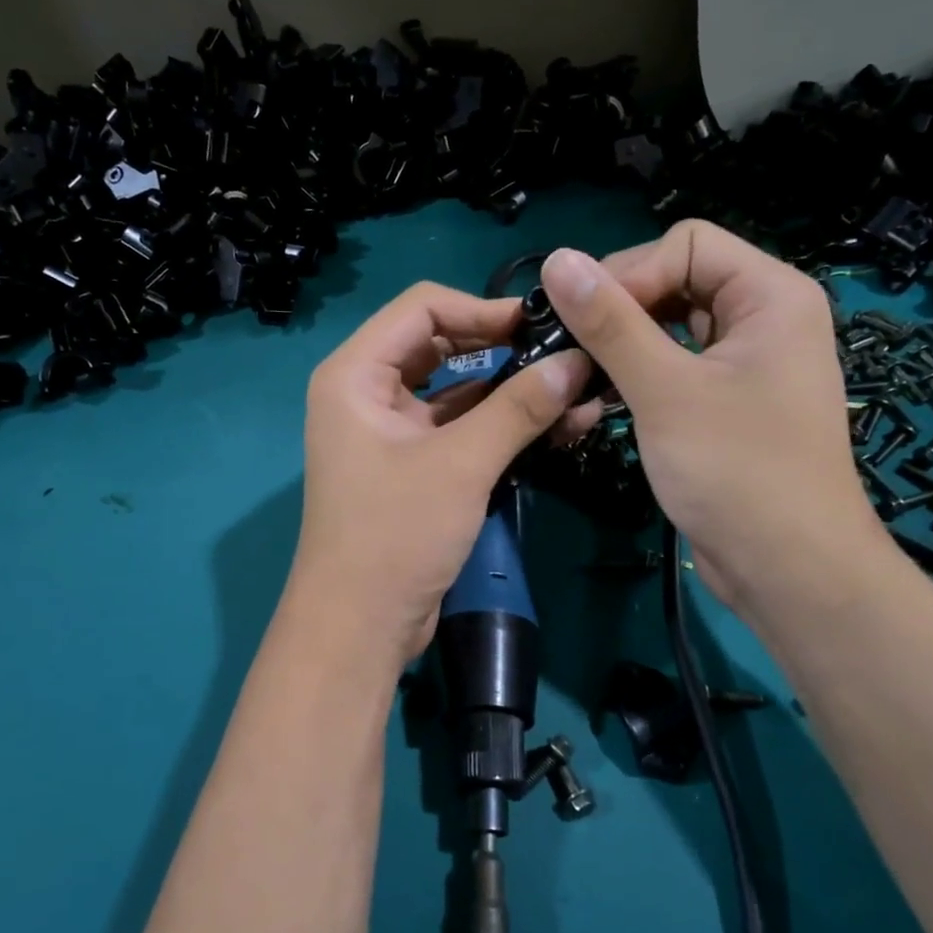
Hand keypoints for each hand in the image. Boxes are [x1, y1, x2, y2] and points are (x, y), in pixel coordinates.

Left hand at [289, 282, 597, 667]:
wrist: (359, 625)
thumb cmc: (395, 534)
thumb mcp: (461, 464)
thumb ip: (519, 408)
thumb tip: (577, 361)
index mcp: (355, 374)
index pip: (421, 307)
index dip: (482, 308)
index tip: (540, 325)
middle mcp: (366, 392)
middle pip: (439, 343)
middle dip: (499, 346)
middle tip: (559, 353)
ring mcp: (389, 430)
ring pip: (453, 389)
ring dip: (507, 389)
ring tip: (571, 390)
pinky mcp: (411, 464)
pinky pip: (457, 427)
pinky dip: (497, 424)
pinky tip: (551, 425)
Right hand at [540, 221, 891, 624]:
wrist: (788, 571)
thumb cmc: (737, 472)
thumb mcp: (665, 390)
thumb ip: (610, 322)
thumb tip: (556, 260)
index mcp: (769, 295)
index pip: (684, 244)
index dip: (630, 275)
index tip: (585, 323)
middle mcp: (761, 318)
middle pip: (673, 282)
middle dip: (617, 314)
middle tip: (571, 355)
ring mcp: (742, 362)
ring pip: (664, 329)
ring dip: (616, 351)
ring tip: (574, 384)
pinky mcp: (722, 402)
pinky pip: (669, 368)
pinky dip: (632, 380)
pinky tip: (593, 406)